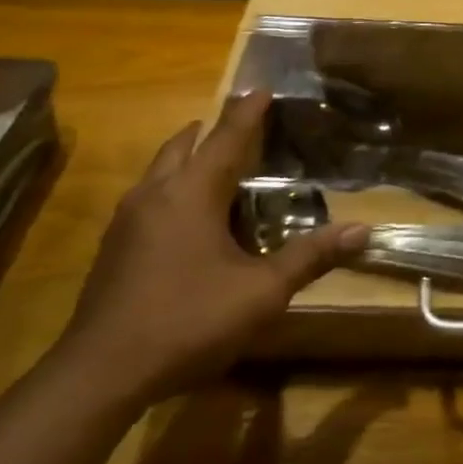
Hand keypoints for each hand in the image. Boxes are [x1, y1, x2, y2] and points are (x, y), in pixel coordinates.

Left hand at [56, 90, 367, 408]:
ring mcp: (127, 220)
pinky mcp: (112, 247)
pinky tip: (184, 219)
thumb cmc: (188, 321)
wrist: (100, 374)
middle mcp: (155, 193)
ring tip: (212, 166)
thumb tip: (362, 229)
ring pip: (159, 170)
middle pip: (184, 145)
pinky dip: (170, 187)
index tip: (261, 88)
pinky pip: (147, 197)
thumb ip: (310, 257)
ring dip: (186, 158)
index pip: (226, 137)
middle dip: (211, 129)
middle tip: (239, 127)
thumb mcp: (261, 293)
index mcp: (192, 192)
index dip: (248, 111)